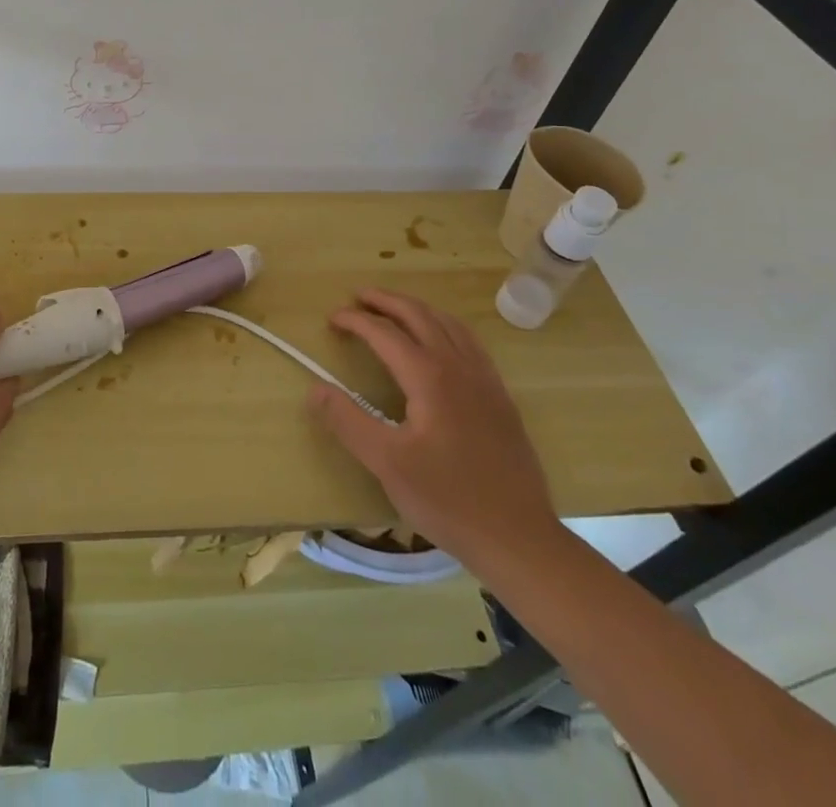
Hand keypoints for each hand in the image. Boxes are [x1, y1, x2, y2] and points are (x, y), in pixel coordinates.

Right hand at [307, 289, 558, 570]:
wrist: (519, 538)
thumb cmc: (448, 500)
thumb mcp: (387, 464)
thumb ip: (348, 421)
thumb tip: (315, 388)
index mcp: (430, 377)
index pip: (385, 333)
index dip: (355, 320)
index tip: (332, 318)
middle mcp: (459, 367)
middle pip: (419, 315)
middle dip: (386, 301)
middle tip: (358, 296)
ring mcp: (485, 380)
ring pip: (448, 324)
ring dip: (417, 309)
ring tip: (394, 309)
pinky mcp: (500, 398)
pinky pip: (469, 342)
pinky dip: (445, 326)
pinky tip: (440, 342)